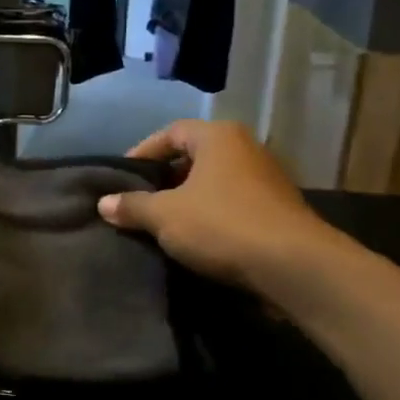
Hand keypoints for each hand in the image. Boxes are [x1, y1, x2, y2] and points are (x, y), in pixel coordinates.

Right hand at [96, 120, 336, 289]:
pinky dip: (212, 217)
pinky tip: (196, 241)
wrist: (295, 267)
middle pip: (194, 157)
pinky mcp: (279, 211)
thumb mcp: (165, 216)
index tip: (123, 178)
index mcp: (218, 137)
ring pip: (214, 184)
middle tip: (140, 202)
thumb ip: (133, 206)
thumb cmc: (223, 225)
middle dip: (165, 179)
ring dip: (189, 201)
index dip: (143, 153)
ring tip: (163, 224)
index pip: (171, 132)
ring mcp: (267, 180)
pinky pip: (233, 205)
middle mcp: (246, 149)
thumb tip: (104, 203)